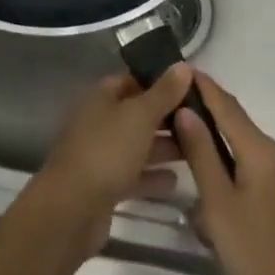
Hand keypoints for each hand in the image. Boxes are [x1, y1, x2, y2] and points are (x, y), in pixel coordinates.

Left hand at [21, 66, 191, 261]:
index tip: (191, 87)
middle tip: (202, 122)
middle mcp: (99, 121)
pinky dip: (152, 176)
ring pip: (137, 145)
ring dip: (163, 148)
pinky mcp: (104, 186)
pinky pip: (133, 175)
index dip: (160, 82)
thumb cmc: (107, 151)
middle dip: (167, 117)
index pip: (133, 79)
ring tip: (196, 150)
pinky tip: (175, 182)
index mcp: (101, 97)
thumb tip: (183, 65)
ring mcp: (100, 154)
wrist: (72, 210)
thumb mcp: (140, 116)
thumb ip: (164, 92)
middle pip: (137, 114)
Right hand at [174, 73, 274, 274]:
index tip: (182, 69)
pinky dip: (241, 191)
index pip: (226, 106)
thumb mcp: (220, 207)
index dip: (204, 87)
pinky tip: (228, 223)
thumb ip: (202, 156)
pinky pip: (263, 184)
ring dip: (224, 174)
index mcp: (262, 150)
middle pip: (238, 134)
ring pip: (249, 165)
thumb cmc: (263, 256)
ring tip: (198, 203)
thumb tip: (186, 111)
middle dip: (208, 136)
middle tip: (175, 139)